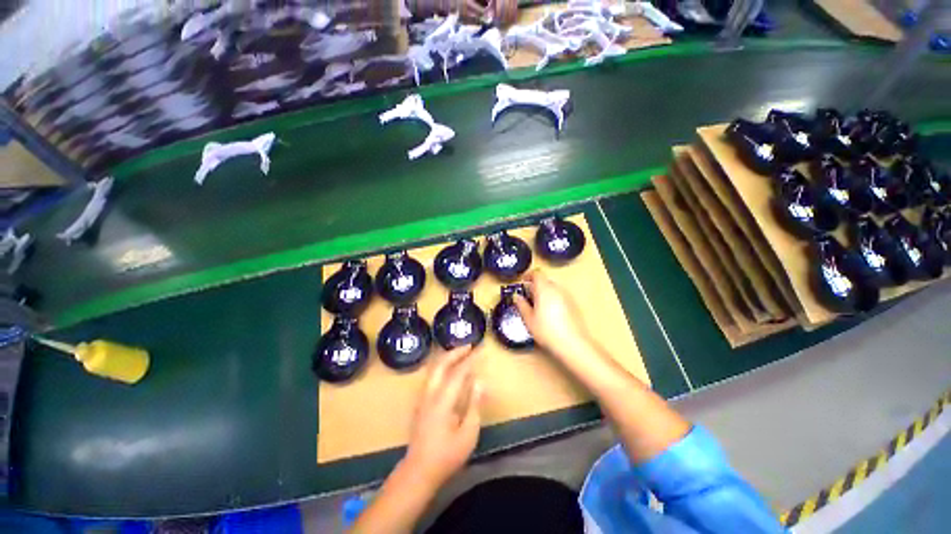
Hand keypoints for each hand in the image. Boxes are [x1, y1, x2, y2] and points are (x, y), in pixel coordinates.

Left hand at [402, 346, 482, 489]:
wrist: (419, 471)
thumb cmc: (446, 455)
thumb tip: (480, 382)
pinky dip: (441, 366)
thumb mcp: (468, 434)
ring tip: (460, 353)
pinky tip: (449, 370)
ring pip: (433, 369)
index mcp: (442, 401)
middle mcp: (430, 394)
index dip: (470, 360)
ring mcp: (422, 397)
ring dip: (447, 358)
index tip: (480, 350)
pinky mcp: (420, 403)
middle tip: (468, 346)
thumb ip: (474, 405)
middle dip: (455, 352)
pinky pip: (431, 376)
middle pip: (440, 365)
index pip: (457, 373)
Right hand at [514, 270, 592, 357]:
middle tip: (527, 296)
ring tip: (537, 306)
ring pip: (552, 288)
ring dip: (544, 292)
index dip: (528, 276)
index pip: (536, 274)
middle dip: (535, 286)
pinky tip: (549, 313)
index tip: (522, 282)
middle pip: (544, 280)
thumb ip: (521, 305)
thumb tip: (516, 297)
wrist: (572, 343)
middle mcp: (557, 289)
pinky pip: (559, 296)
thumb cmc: (547, 330)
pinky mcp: (573, 304)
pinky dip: (552, 299)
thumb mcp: (529, 319)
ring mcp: (566, 296)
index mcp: (544, 289)